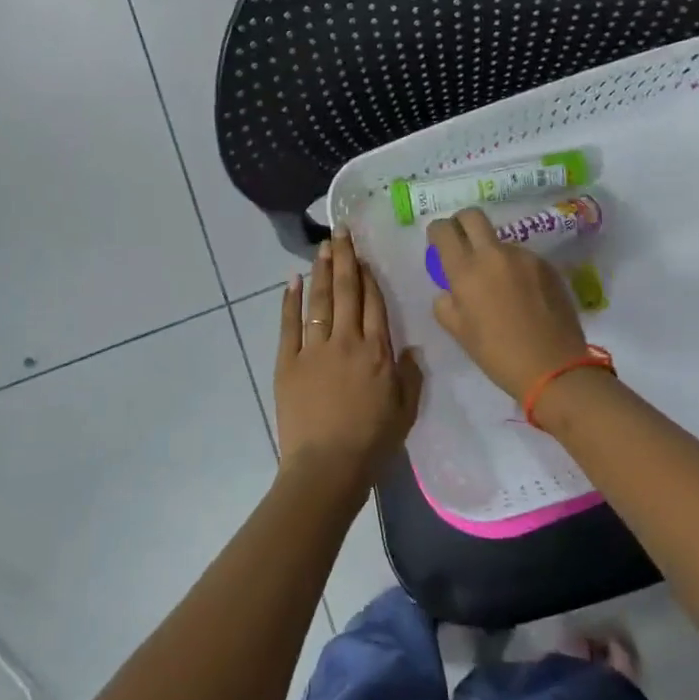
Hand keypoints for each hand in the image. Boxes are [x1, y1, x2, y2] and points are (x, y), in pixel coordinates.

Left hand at [274, 230, 423, 506]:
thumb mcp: (405, 411)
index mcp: (378, 351)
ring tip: (323, 246)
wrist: (327, 467)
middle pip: (345, 291)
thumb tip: (410, 348)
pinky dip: (290, 300)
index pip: (373, 303)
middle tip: (341, 232)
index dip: (368, 275)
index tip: (364, 254)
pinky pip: (289, 324)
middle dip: (344, 259)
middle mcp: (347, 341)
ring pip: (318, 300)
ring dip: (320, 271)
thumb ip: (410, 376)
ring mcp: (314, 349)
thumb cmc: (372, 443)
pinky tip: (292, 280)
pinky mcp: (288, 362)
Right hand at [428, 208, 590, 400]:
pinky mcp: (547, 266)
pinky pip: (523, 258)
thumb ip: (446, 303)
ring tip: (499, 285)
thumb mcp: (458, 332)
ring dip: (493, 253)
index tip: (438, 242)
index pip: (444, 230)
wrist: (553, 367)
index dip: (437, 231)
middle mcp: (494, 254)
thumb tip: (450, 289)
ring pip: (500, 241)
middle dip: (462, 222)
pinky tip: (523, 296)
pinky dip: (516, 269)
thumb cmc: (497, 354)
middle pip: (473, 216)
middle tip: (461, 242)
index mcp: (466, 271)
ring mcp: (525, 257)